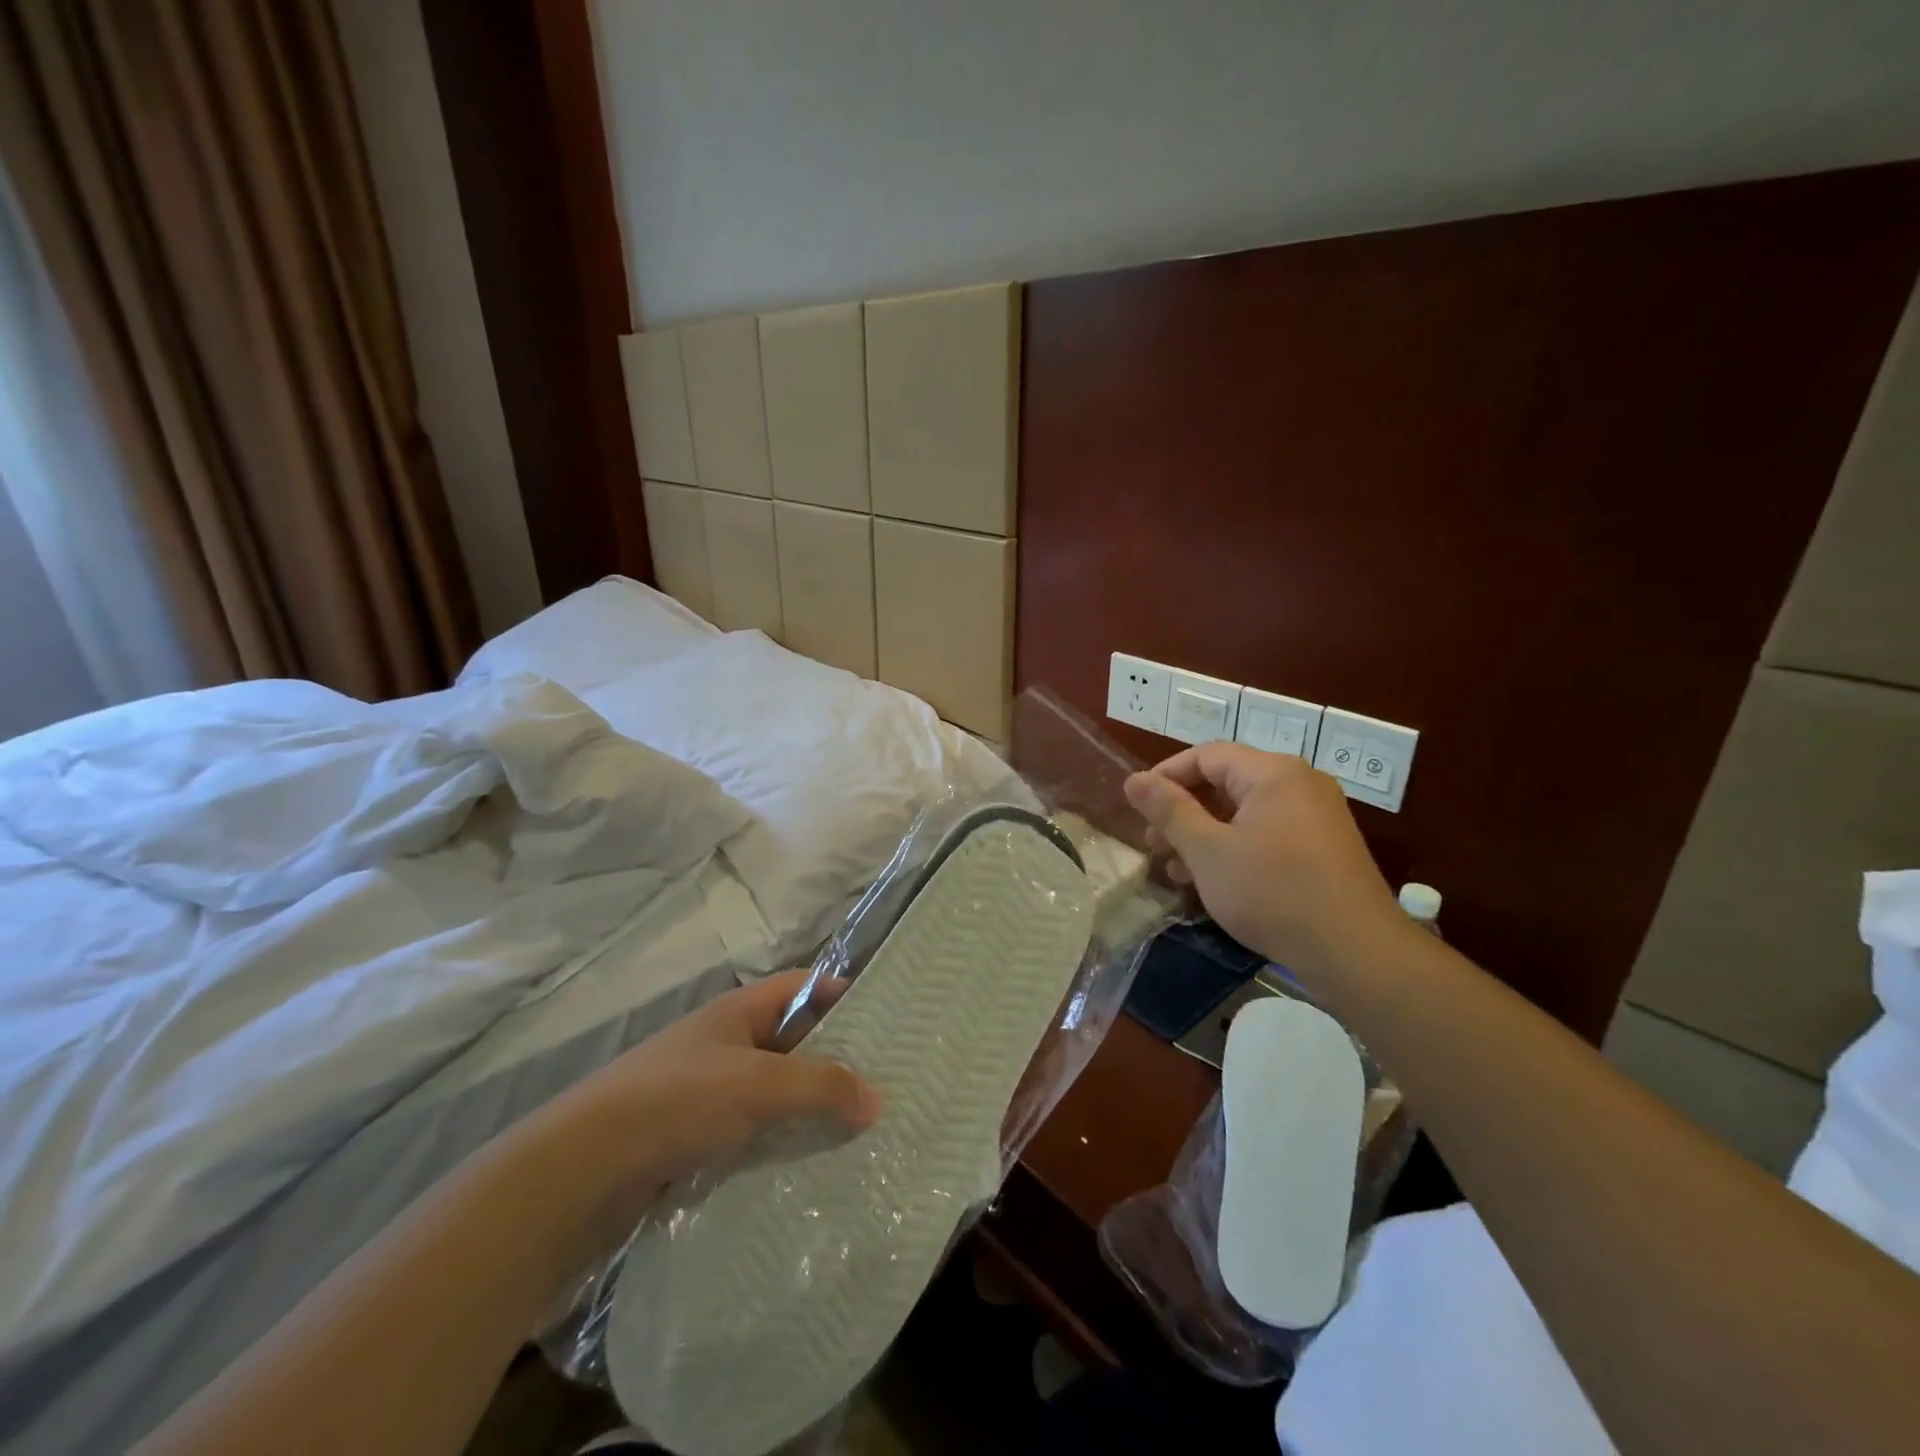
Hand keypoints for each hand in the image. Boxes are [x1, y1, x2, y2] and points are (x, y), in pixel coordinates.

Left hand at [510, 970, 880, 1263]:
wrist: (579, 1173)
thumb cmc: (675, 1102)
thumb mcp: (757, 1084)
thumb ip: (821, 1086)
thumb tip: (879, 1099)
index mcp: (739, 1012)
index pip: (804, 986)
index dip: (843, 993)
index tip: (888, 1017)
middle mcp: (726, 1046)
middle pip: (794, 1042)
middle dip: (836, 1061)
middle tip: (888, 1084)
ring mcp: (709, 1095)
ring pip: (776, 1094)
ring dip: (811, 1110)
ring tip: (863, 1133)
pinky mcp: (696, 1142)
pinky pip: (754, 1136)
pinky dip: (782, 1146)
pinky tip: (813, 1171)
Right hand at [1124, 743, 1405, 975]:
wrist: (1356, 952)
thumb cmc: (1272, 892)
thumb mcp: (1208, 851)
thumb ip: (1169, 811)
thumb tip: (1134, 780)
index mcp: (1273, 772)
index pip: (1206, 756)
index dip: (1165, 776)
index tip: (1137, 808)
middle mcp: (1299, 783)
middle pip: (1225, 782)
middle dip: (1182, 811)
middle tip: (1153, 844)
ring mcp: (1316, 816)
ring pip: (1244, 812)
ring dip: (1204, 834)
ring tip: (1175, 870)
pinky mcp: (1323, 848)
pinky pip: (1267, 832)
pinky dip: (1234, 847)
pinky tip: (1212, 881)